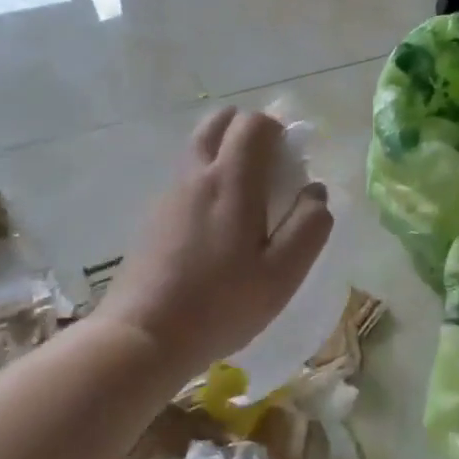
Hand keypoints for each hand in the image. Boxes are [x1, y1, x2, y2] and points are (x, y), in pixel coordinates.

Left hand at [97, 107, 333, 373]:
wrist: (142, 337)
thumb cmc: (221, 305)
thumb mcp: (283, 274)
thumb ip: (309, 226)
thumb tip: (316, 192)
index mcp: (231, 180)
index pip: (254, 123)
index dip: (278, 131)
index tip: (292, 163)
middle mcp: (196, 174)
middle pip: (219, 121)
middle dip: (248, 130)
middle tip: (268, 168)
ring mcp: (169, 193)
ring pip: (198, 146)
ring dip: (225, 153)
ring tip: (246, 200)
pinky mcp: (153, 215)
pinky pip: (185, 176)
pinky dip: (206, 179)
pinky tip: (217, 226)